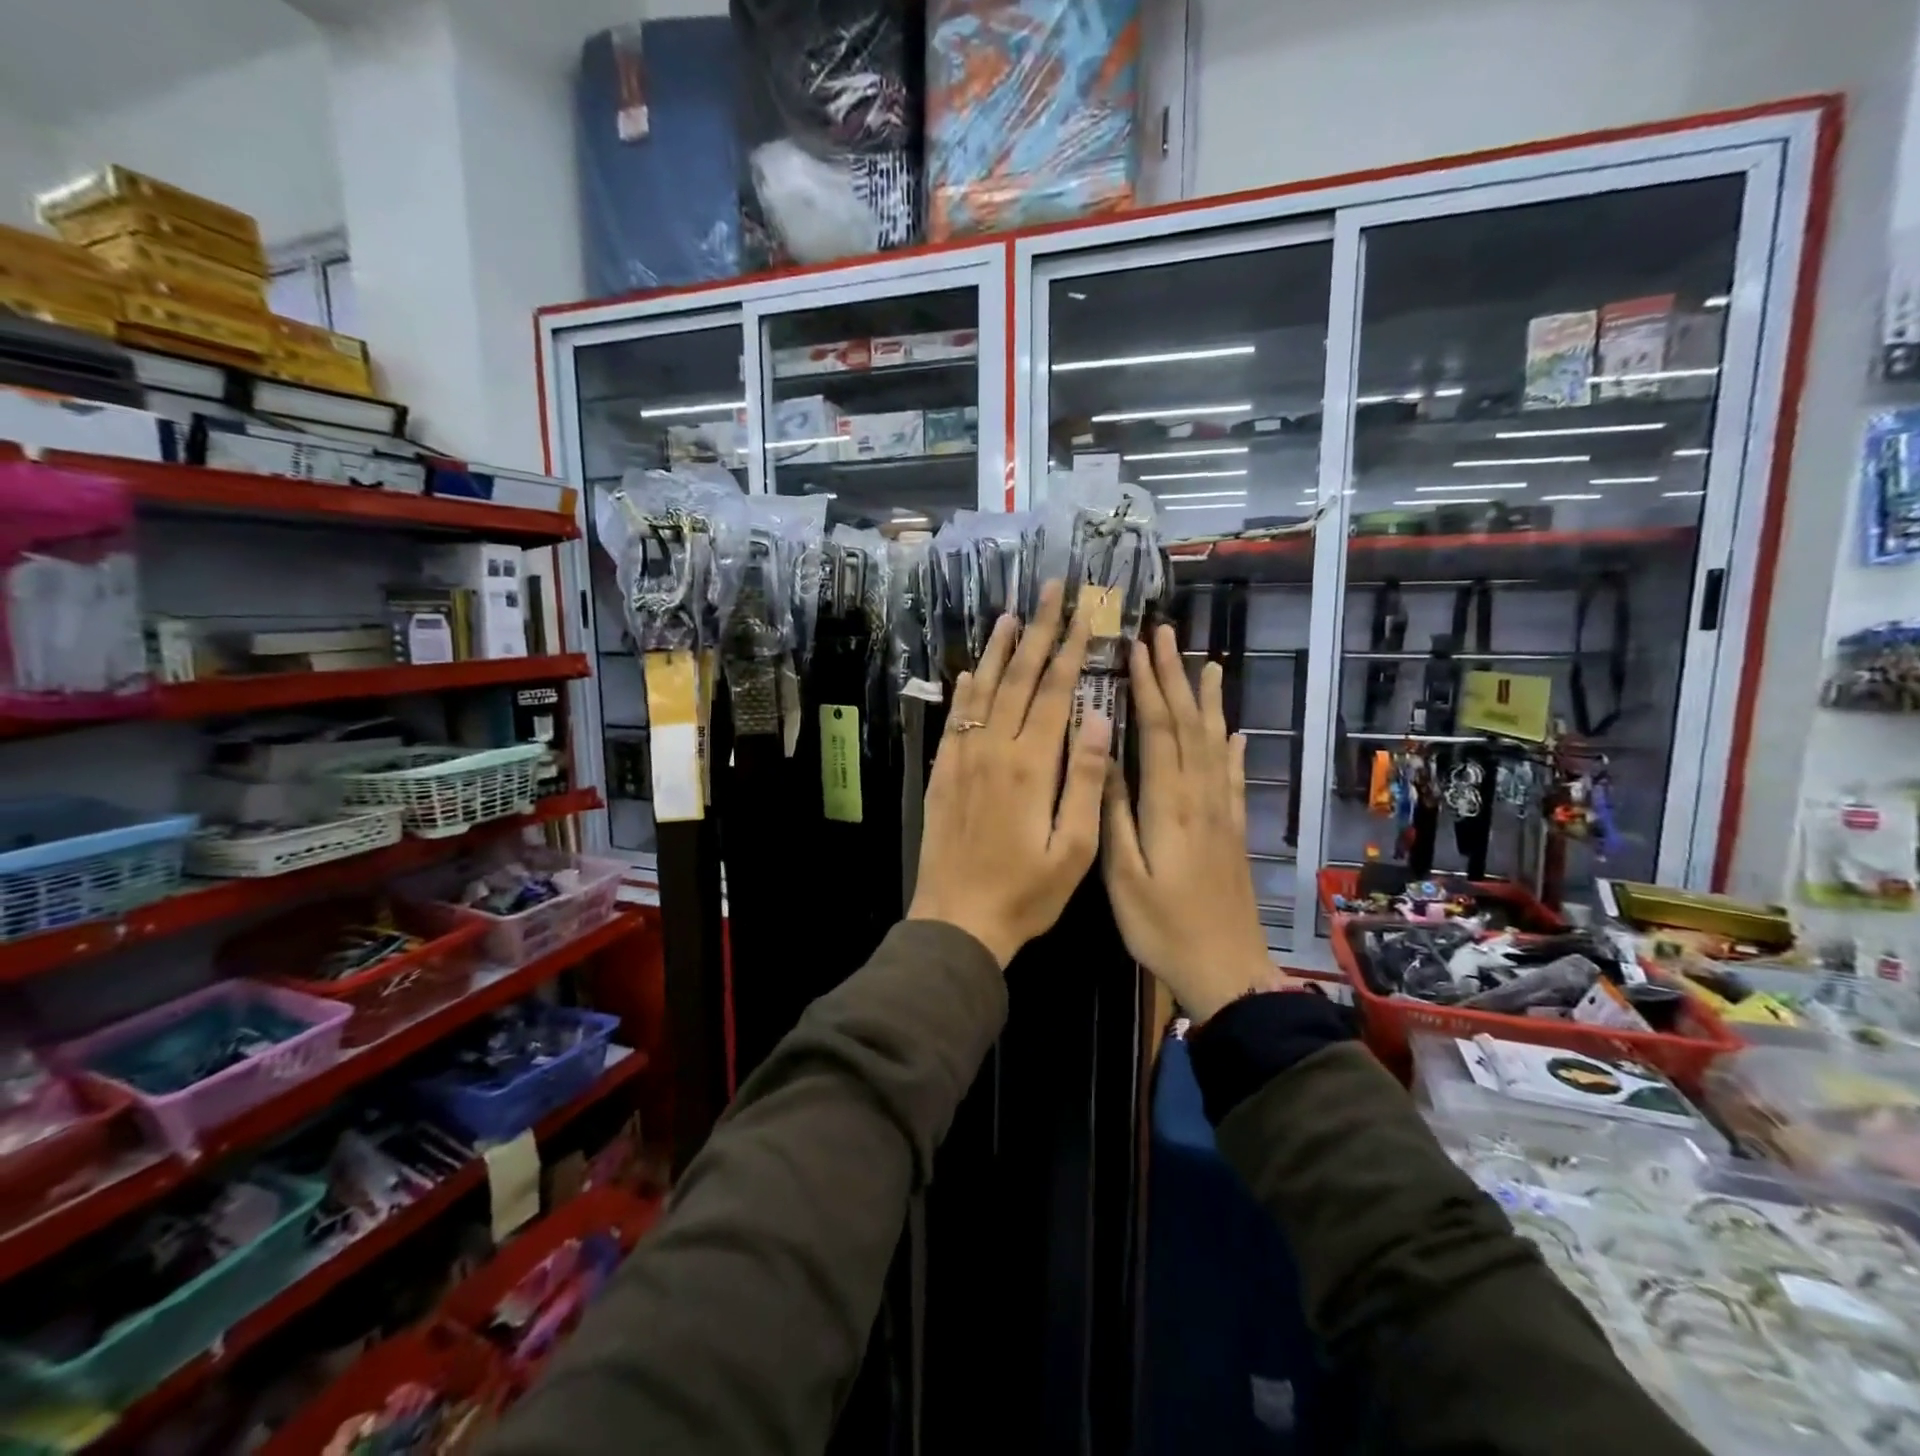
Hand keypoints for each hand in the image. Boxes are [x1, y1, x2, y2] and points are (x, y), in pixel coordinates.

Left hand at [908, 581, 1110, 967]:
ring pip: (983, 690)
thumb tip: (1101, 720)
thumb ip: (1088, 781)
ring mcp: (963, 759)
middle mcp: (994, 750)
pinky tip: (971, 670)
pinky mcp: (944, 773)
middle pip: (1018, 679)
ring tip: (1012, 615)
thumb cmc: (1025, 892)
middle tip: (1051, 591)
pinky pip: (955, 719)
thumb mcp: (1074, 848)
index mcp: (1031, 765)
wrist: (957, 920)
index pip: (1054, 692)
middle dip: (1039, 632)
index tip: (1084, 614)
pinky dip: (966, 689)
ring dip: (999, 650)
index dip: (1071, 650)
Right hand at [1102, 624, 1295, 1020]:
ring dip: (1207, 701)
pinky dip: (1232, 747)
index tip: (1136, 648)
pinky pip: (1233, 776)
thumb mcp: (1123, 875)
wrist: (1227, 971)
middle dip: (1175, 677)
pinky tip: (1235, 732)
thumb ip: (1114, 813)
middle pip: (1189, 724)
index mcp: (1168, 804)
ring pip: (1214, 742)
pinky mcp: (1233, 829)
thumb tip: (1103, 756)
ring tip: (1206, 664)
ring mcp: (1221, 811)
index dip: (1148, 686)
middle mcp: (1200, 796)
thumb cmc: (1163, 927)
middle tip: (1165, 635)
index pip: (1159, 729)